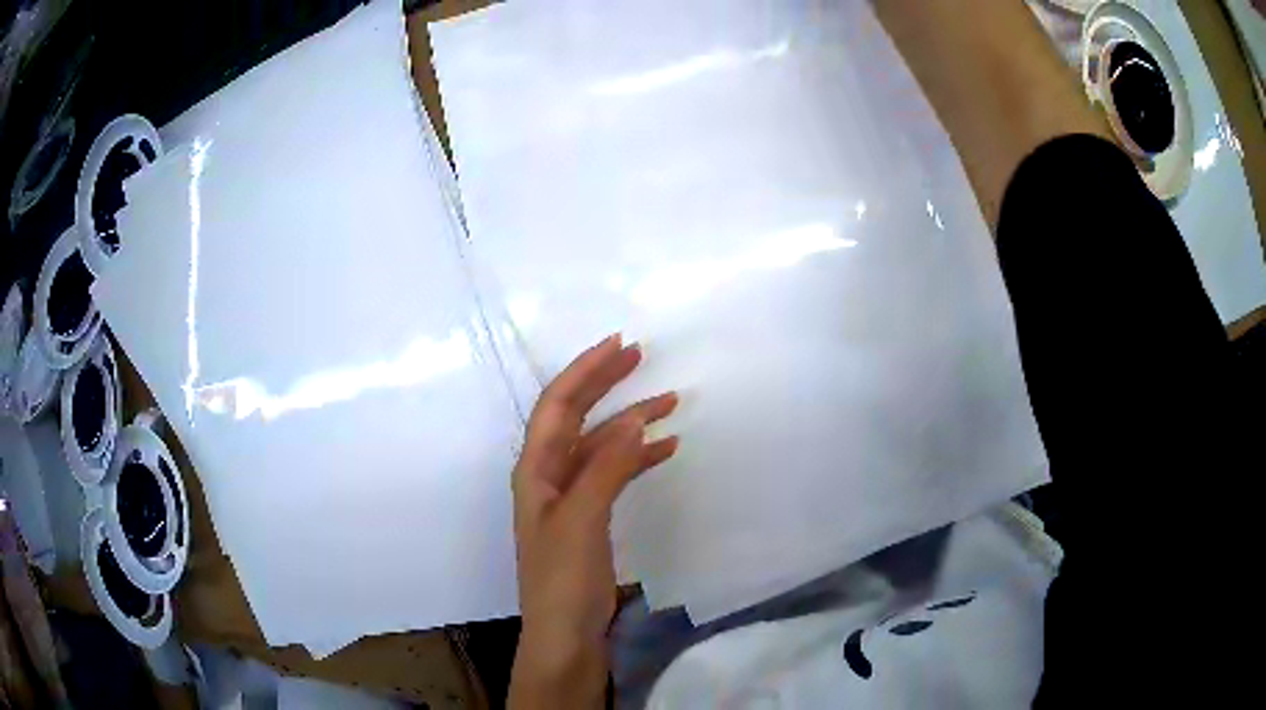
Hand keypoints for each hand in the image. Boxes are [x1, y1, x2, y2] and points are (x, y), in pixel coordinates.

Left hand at [509, 334, 678, 708]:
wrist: (565, 635)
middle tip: (640, 356)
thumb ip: (605, 467)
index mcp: (535, 470)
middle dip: (604, 384)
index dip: (584, 372)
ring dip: (630, 421)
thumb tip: (635, 420)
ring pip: (600, 444)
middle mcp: (548, 475)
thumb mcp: (581, 518)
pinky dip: (637, 457)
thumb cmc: (564, 578)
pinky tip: (665, 448)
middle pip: (575, 416)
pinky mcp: (590, 517)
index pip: (557, 405)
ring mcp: (570, 497)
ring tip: (669, 402)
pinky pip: (614, 473)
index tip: (620, 346)